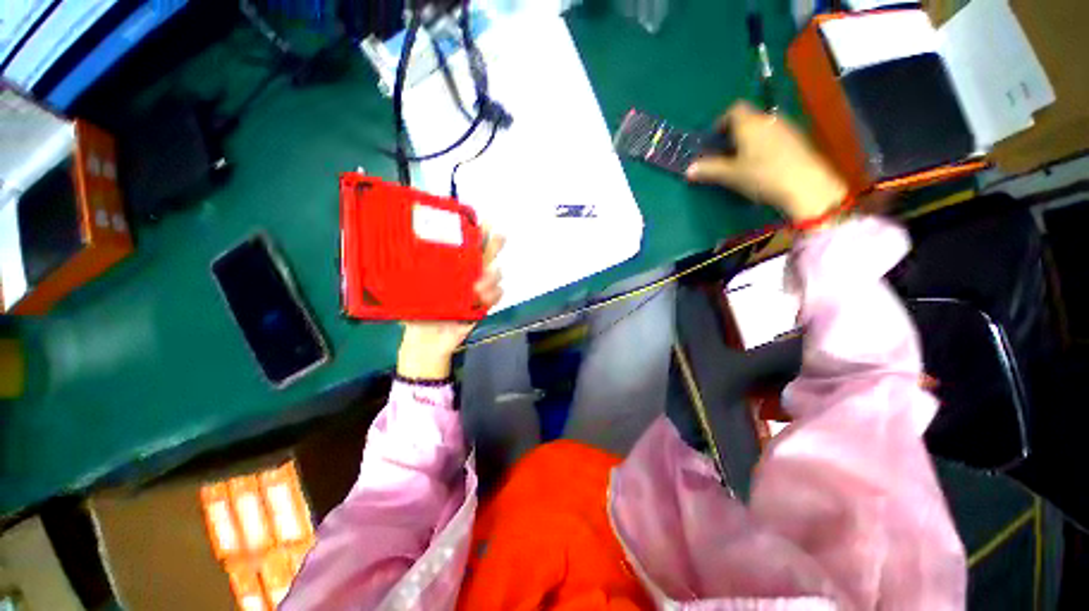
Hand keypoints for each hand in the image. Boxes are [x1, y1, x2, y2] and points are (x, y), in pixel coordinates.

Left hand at [396, 234, 504, 379]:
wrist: (426, 343)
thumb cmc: (415, 315)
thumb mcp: (405, 293)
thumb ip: (401, 278)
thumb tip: (387, 253)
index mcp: (450, 268)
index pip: (465, 246)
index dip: (475, 231)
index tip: (480, 220)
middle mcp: (467, 275)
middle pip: (486, 254)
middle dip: (494, 242)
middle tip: (498, 234)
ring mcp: (478, 290)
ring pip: (495, 273)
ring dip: (492, 274)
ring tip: (479, 283)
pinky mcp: (484, 305)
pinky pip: (497, 295)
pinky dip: (494, 294)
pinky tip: (483, 297)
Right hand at [687, 102, 847, 222]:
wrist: (806, 185)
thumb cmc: (762, 175)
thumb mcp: (730, 175)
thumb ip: (709, 170)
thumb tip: (689, 169)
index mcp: (750, 123)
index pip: (734, 109)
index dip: (721, 121)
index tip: (714, 139)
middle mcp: (768, 119)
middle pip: (749, 119)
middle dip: (734, 133)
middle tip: (724, 154)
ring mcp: (786, 128)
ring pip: (762, 128)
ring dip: (750, 140)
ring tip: (742, 162)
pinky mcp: (798, 140)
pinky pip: (775, 137)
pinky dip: (764, 146)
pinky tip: (762, 165)